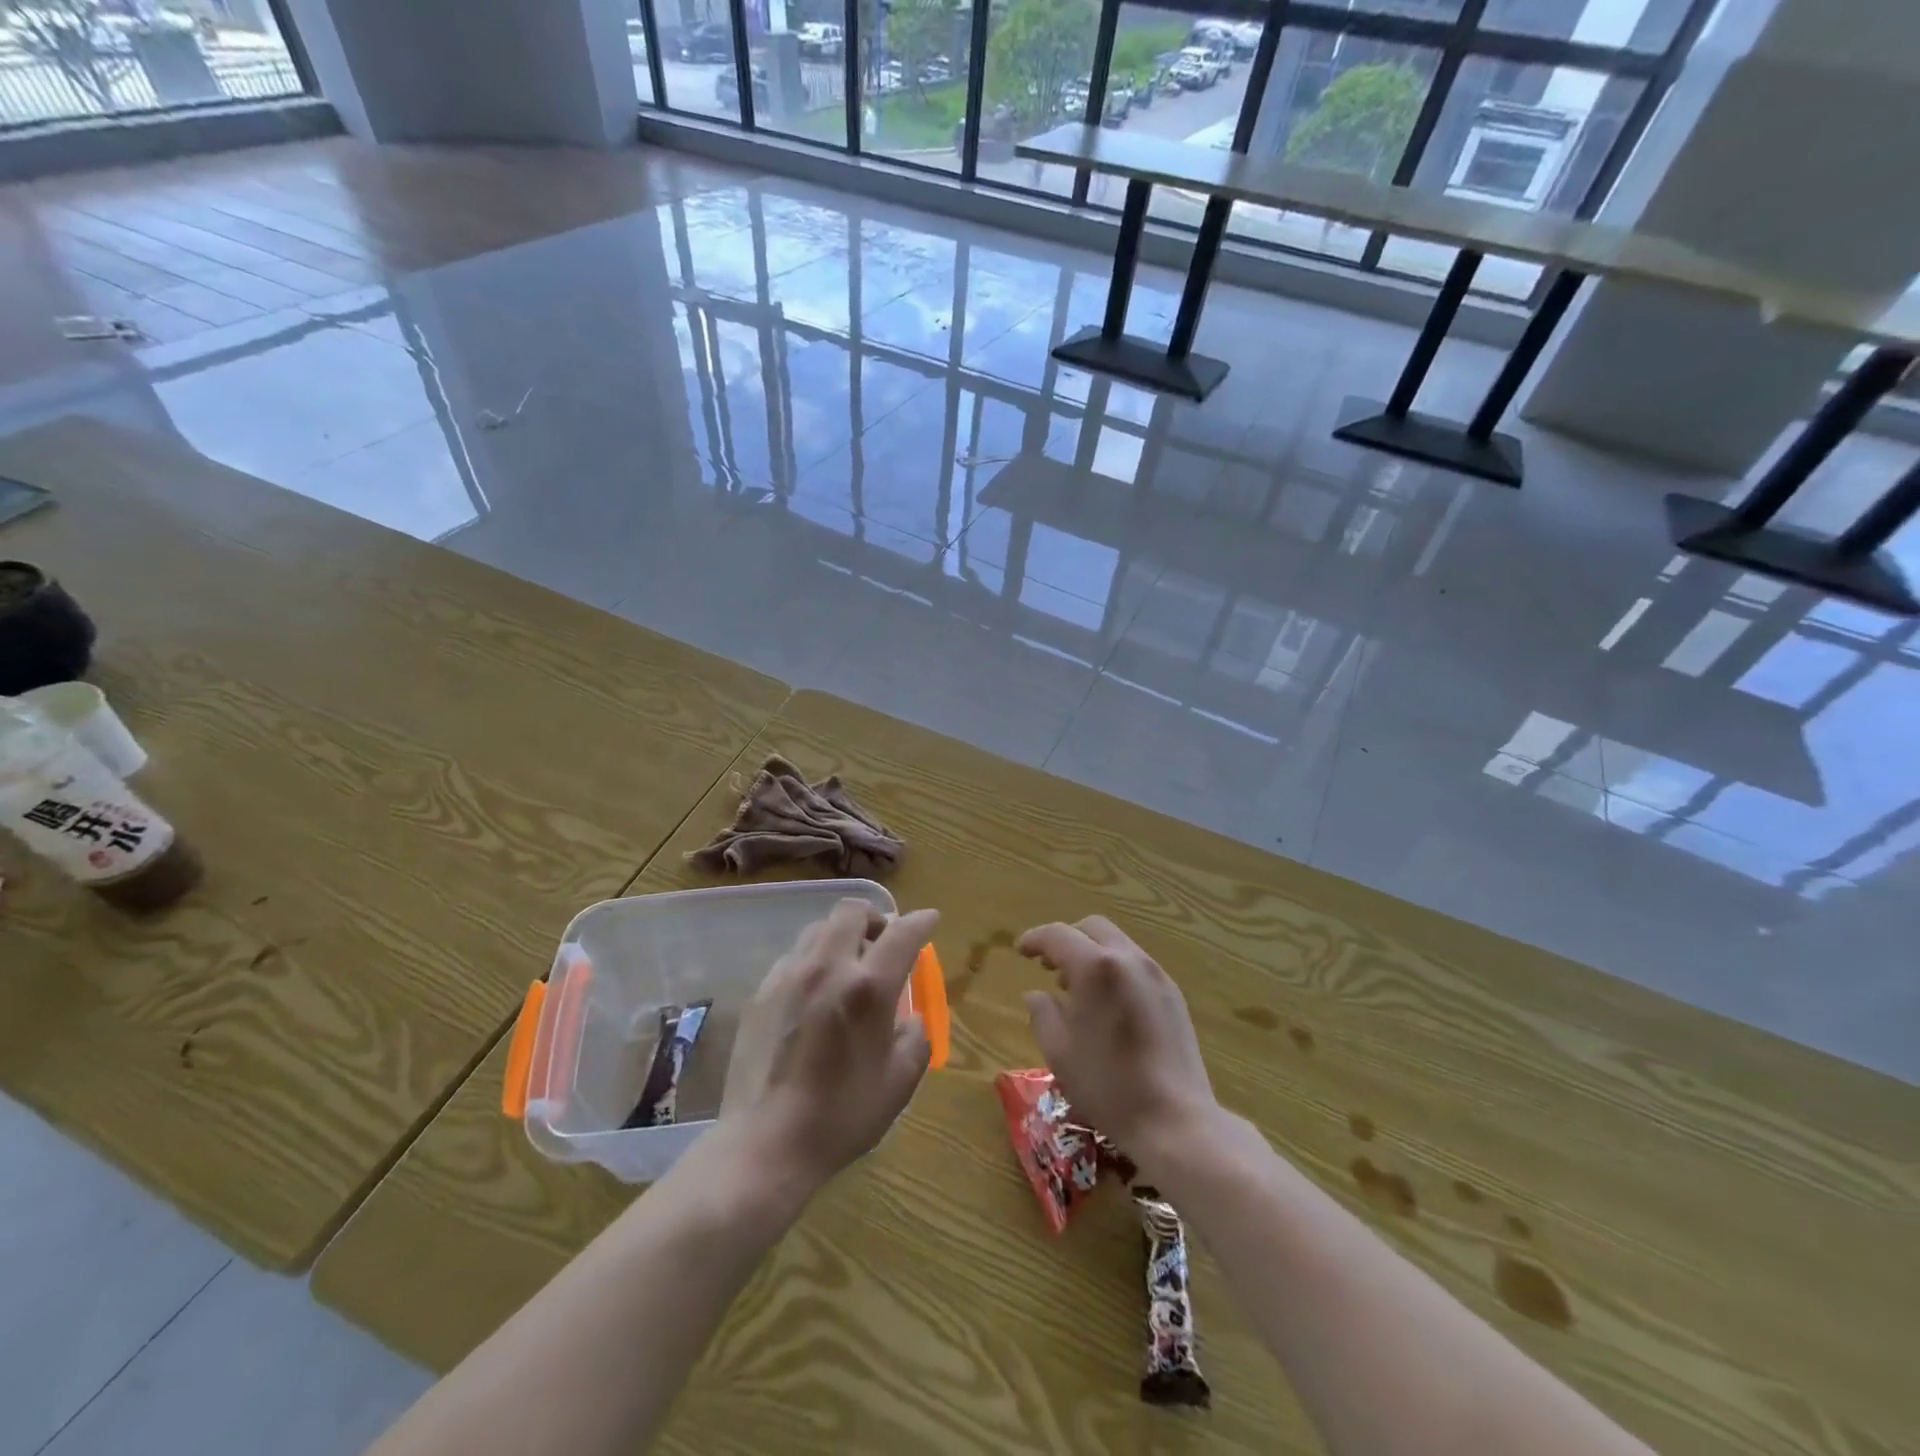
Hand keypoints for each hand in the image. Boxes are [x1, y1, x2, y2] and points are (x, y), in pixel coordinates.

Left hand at [720, 900, 937, 1191]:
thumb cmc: (842, 1116)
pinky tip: (814, 993)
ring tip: (848, 966)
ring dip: (841, 936)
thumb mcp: (899, 1081)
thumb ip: (915, 1037)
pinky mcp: (761, 992)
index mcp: (868, 987)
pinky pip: (793, 957)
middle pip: (852, 912)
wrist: (766, 1143)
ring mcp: (789, 976)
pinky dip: (813, 961)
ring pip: (819, 929)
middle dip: (875, 918)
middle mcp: (828, 967)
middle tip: (884, 942)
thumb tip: (909, 1017)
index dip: (921, 921)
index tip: (930, 920)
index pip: (902, 933)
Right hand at [1018, 916, 1216, 1158]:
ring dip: (1091, 953)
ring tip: (1076, 988)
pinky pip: (1136, 965)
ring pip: (1117, 944)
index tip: (1020, 951)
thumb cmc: (1108, 1085)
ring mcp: (1156, 975)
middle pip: (1092, 928)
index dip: (1034, 939)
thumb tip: (1036, 994)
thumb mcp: (1059, 1052)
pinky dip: (1114, 969)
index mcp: (1096, 968)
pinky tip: (1107, 1004)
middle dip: (1066, 940)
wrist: (1174, 1120)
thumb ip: (1042, 1013)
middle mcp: (1129, 959)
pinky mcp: (1173, 994)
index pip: (1058, 935)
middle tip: (1048, 966)